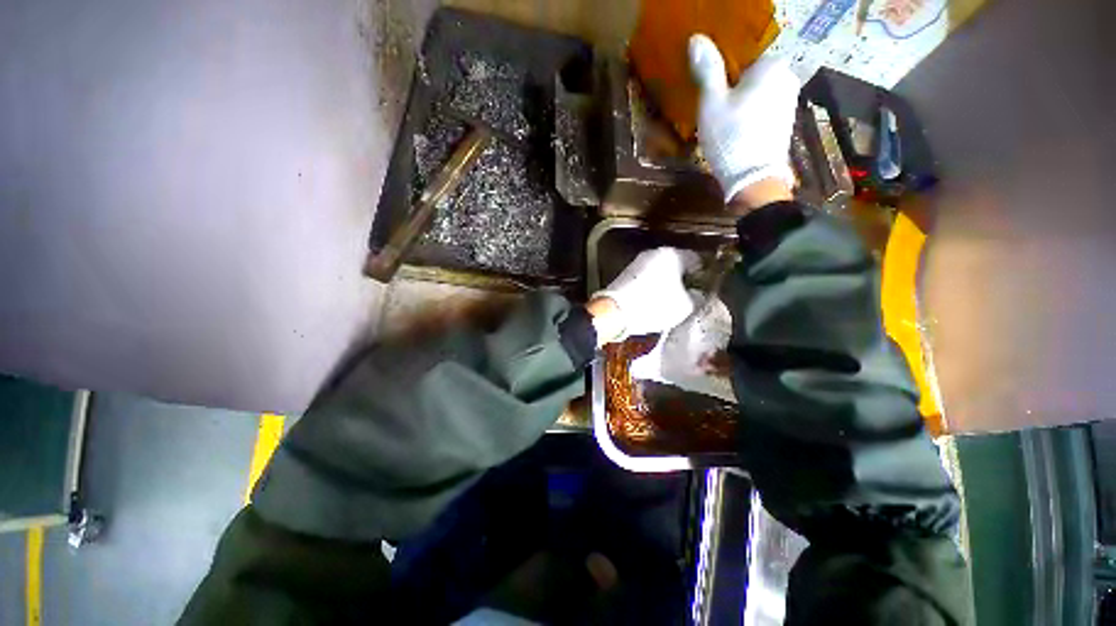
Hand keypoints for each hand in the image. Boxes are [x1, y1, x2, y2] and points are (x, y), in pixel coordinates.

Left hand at [589, 247, 699, 344]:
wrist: (614, 311)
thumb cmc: (654, 305)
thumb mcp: (684, 306)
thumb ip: (696, 297)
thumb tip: (695, 293)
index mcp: (671, 254)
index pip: (696, 259)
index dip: (703, 274)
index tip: (705, 288)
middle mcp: (653, 253)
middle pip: (675, 264)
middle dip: (683, 278)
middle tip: (689, 295)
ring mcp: (636, 263)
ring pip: (659, 271)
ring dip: (666, 282)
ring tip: (670, 301)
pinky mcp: (625, 274)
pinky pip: (645, 278)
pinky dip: (651, 287)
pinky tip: (653, 301)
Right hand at [689, 34, 801, 202]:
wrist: (753, 179)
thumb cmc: (731, 137)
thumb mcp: (712, 103)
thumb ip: (708, 69)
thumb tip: (696, 38)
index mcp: (772, 65)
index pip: (743, 59)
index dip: (724, 78)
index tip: (711, 96)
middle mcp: (787, 77)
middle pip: (751, 77)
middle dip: (734, 90)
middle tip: (715, 113)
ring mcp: (789, 101)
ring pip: (758, 95)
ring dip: (741, 105)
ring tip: (724, 126)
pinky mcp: (785, 123)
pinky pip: (763, 110)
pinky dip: (751, 118)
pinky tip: (738, 135)